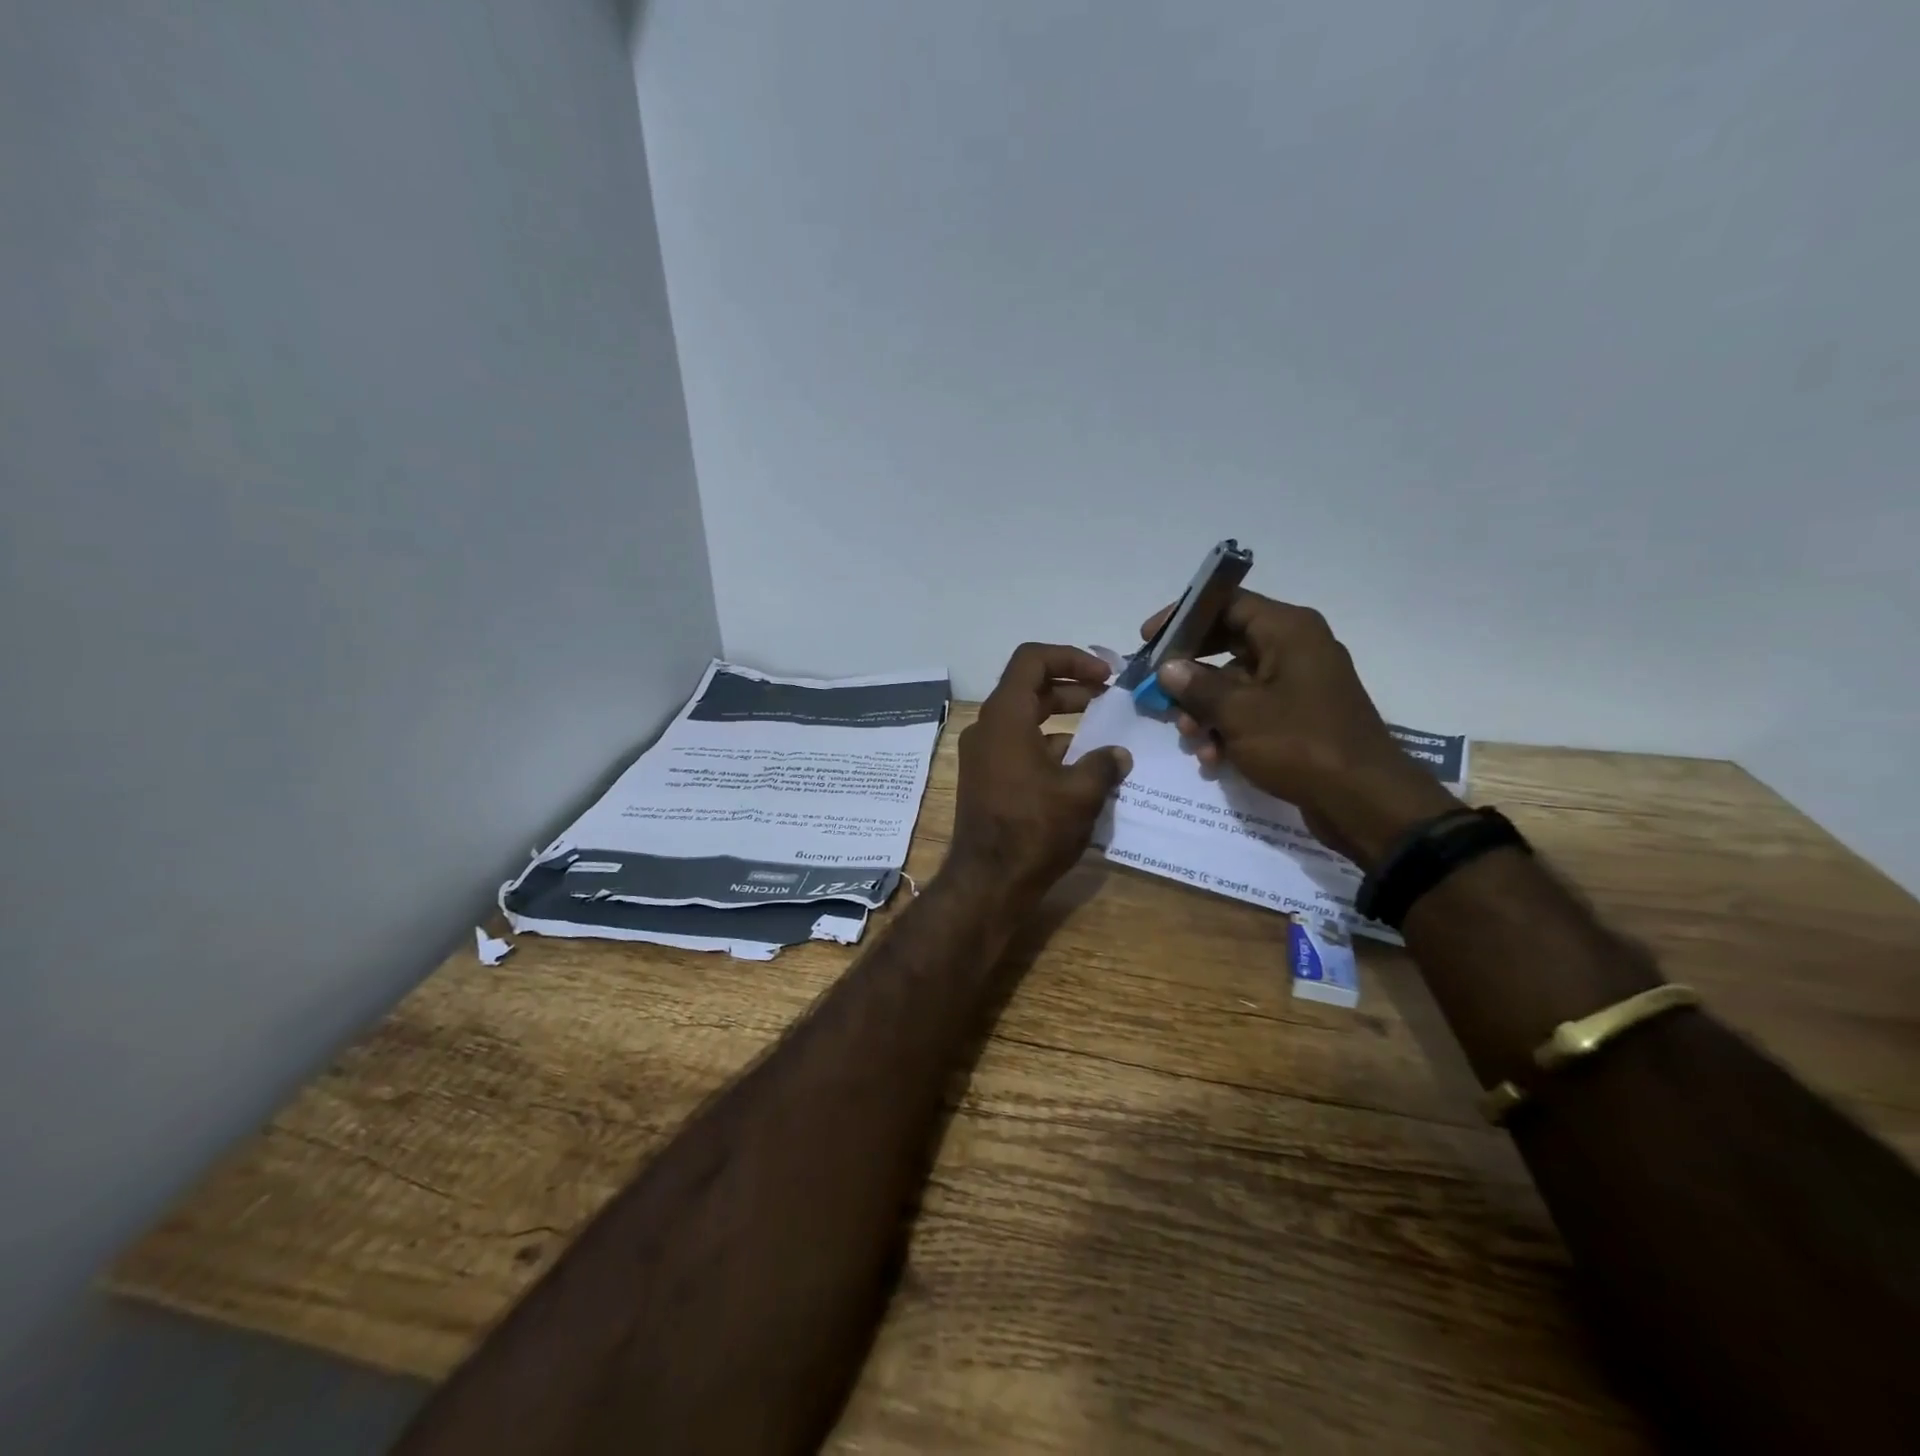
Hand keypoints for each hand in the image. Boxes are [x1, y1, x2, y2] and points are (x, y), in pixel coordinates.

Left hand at [946, 644, 1132, 906]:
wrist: (988, 882)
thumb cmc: (1034, 829)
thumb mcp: (1080, 793)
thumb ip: (1104, 764)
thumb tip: (1119, 754)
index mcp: (1005, 717)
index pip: (1032, 660)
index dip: (1071, 658)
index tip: (1106, 675)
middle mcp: (988, 728)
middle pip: (1030, 689)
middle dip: (1073, 689)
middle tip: (1110, 698)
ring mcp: (984, 755)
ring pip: (1026, 720)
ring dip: (1064, 721)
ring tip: (1105, 736)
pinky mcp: (986, 779)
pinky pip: (1020, 748)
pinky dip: (1050, 748)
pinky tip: (1083, 771)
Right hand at [1140, 592, 1458, 869]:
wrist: (1364, 801)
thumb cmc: (1300, 744)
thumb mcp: (1238, 712)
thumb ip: (1196, 686)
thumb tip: (1168, 667)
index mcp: (1288, 631)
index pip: (1227, 604)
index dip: (1184, 617)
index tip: (1149, 639)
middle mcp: (1296, 648)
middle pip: (1227, 644)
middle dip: (1190, 674)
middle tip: (1159, 693)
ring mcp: (1299, 685)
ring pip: (1235, 683)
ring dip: (1205, 709)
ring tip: (1190, 737)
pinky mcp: (1299, 718)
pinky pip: (1252, 711)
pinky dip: (1228, 729)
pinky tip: (1212, 758)